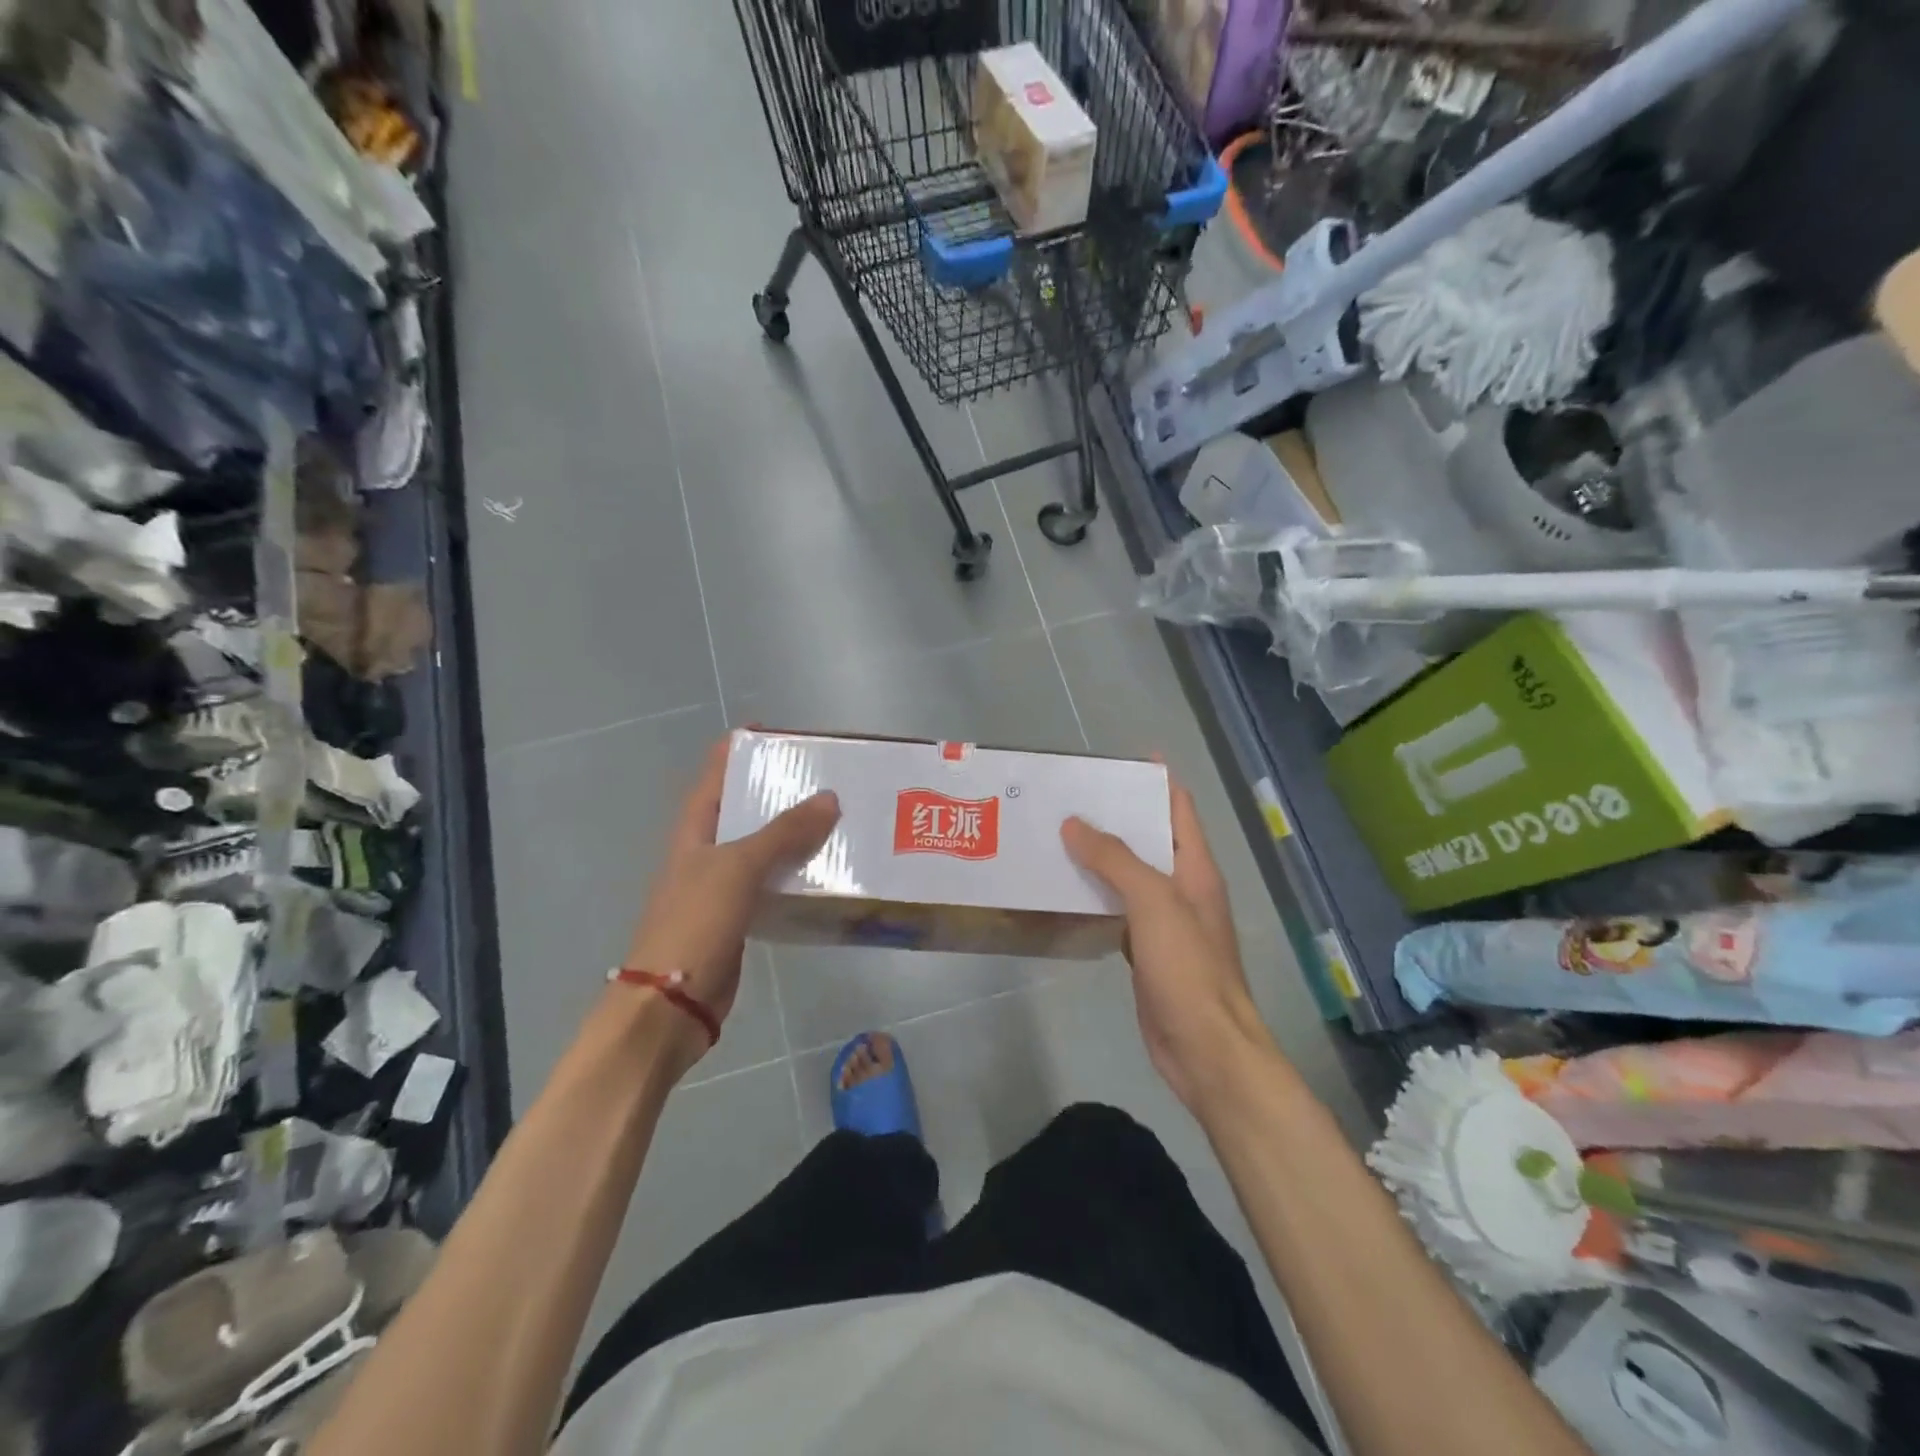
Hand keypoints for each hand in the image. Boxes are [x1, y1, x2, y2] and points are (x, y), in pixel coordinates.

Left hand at [623, 739, 839, 1066]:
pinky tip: (826, 869)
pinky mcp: (740, 917)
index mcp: (695, 830)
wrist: (672, 1004)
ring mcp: (722, 886)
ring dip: (793, 833)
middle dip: (778, 791)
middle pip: (743, 809)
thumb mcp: (738, 868)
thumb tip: (829, 798)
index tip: (775, 731)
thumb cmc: (695, 923)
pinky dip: (796, 872)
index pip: (715, 775)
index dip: (738, 749)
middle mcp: (707, 852)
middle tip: (824, 776)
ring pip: (763, 848)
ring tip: (837, 817)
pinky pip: (772, 883)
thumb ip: (783, 833)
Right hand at [1061, 775, 1274, 1112]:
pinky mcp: (1147, 951)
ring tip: (1058, 836)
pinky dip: (1096, 895)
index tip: (1120, 760)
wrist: (1205, 1050)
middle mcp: (1183, 889)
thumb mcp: (1154, 903)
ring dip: (1101, 857)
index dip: (1156, 780)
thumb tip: (1075, 823)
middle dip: (1116, 816)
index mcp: (1196, 869)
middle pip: (1151, 839)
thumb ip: (1115, 860)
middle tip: (1070, 798)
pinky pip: (1118, 910)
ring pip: (1130, 876)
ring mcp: (1165, 922)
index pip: (1179, 808)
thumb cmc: (1188, 968)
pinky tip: (1066, 890)